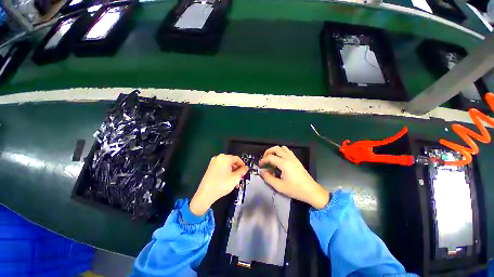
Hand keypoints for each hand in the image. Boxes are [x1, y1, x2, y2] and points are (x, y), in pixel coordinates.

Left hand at [190, 154, 248, 215]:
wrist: (205, 194)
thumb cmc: (222, 184)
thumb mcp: (235, 178)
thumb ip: (242, 171)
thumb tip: (246, 167)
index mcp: (225, 158)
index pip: (237, 159)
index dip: (243, 165)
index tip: (245, 172)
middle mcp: (218, 158)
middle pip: (232, 162)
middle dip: (237, 170)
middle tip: (240, 178)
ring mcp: (213, 163)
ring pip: (227, 166)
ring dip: (232, 173)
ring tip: (235, 183)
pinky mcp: (210, 168)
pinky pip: (221, 168)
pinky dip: (226, 173)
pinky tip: (229, 181)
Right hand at [259, 146, 329, 208]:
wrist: (311, 191)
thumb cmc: (295, 190)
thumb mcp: (279, 187)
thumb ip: (268, 178)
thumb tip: (262, 171)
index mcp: (284, 164)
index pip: (270, 157)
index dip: (263, 160)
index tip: (260, 166)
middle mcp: (289, 158)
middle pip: (276, 148)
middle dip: (267, 152)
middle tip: (264, 159)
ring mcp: (293, 158)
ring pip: (282, 148)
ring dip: (274, 151)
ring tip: (271, 158)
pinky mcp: (296, 160)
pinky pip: (287, 151)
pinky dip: (281, 152)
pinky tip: (279, 160)